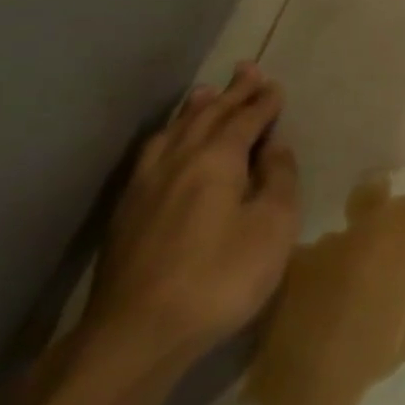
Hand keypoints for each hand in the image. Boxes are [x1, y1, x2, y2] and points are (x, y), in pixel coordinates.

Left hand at [78, 63, 299, 374]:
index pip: (245, 119)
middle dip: (232, 92)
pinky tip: (166, 143)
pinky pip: (152, 154)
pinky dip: (168, 135)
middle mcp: (179, 160)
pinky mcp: (126, 212)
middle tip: (247, 69)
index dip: (263, 102)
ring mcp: (145, 185)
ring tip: (205, 93)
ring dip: (195, 109)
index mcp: (217, 159)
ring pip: (173, 132)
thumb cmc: (221, 276)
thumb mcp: (273, 226)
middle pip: (208, 116)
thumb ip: (279, 179)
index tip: (276, 85)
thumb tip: (275, 147)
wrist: (137, 335)